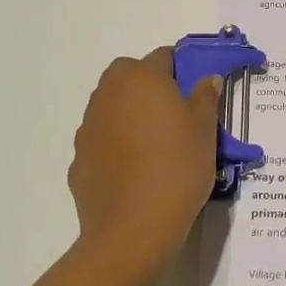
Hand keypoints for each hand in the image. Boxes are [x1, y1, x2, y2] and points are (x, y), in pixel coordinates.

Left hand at [69, 47, 221, 265]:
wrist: (133, 228)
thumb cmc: (177, 169)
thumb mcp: (205, 131)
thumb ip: (205, 98)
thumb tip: (207, 78)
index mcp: (142, 78)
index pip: (164, 56)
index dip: (182, 71)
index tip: (196, 94)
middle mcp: (108, 93)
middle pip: (130, 76)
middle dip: (150, 87)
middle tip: (175, 116)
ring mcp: (88, 126)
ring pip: (113, 106)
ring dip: (131, 115)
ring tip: (156, 147)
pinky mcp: (79, 157)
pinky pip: (103, 139)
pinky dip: (116, 145)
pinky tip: (135, 171)